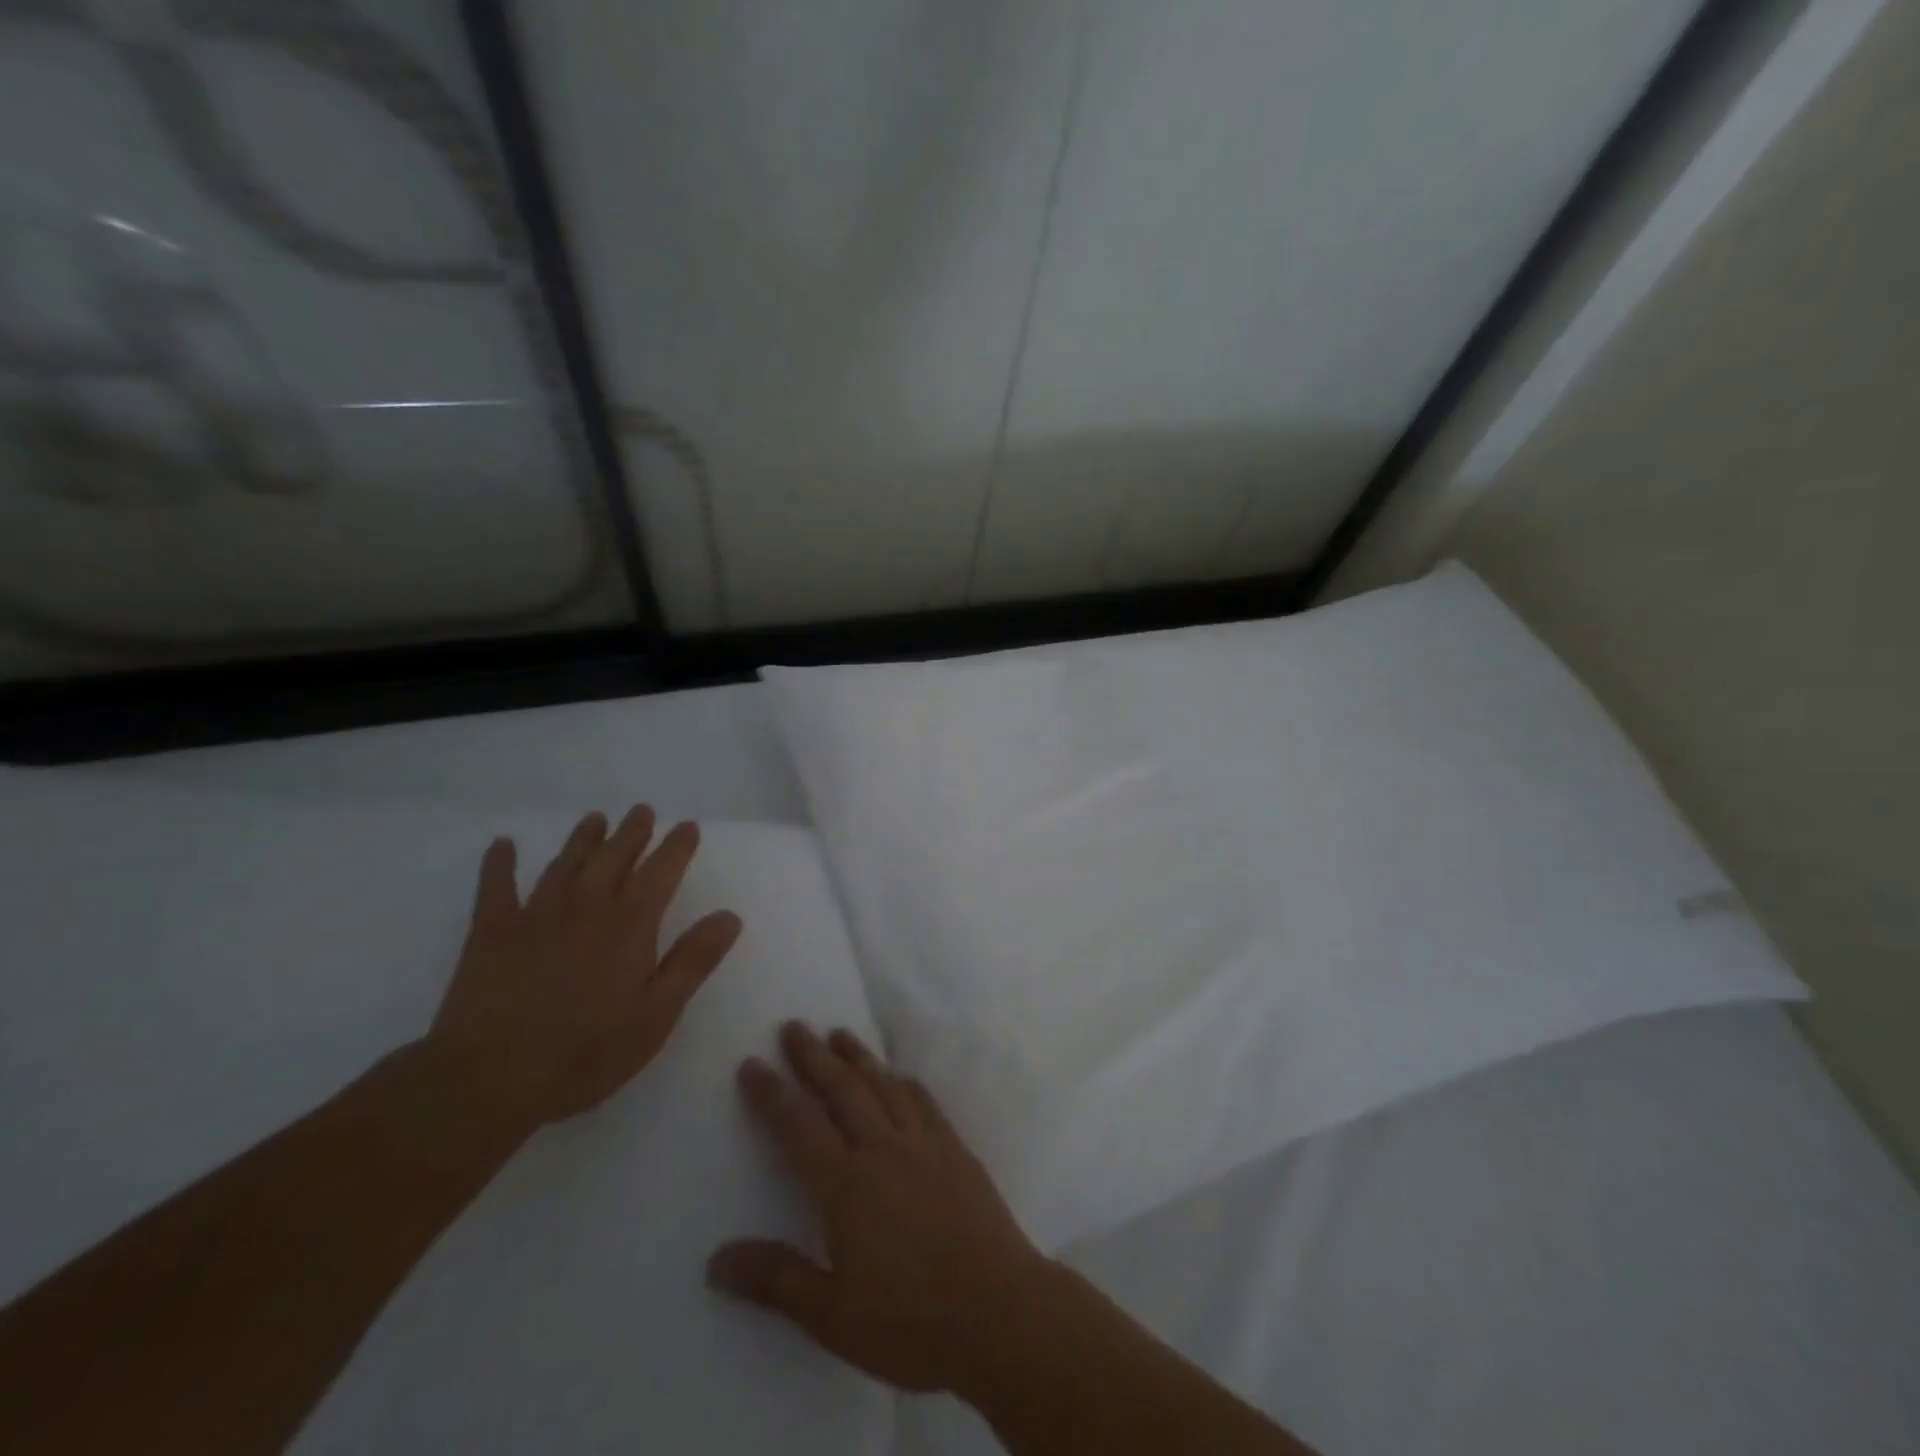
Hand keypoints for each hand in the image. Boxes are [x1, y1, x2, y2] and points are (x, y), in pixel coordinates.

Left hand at [425, 807, 741, 1138]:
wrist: (489, 1078)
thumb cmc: (586, 1052)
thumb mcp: (656, 1014)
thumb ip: (693, 961)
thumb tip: (729, 915)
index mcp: (629, 925)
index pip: (661, 873)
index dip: (676, 847)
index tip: (687, 826)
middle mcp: (586, 907)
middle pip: (614, 858)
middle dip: (632, 833)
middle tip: (642, 811)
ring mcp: (535, 915)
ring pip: (565, 864)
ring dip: (583, 839)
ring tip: (596, 818)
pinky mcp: (491, 933)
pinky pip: (495, 887)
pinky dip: (499, 864)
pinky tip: (502, 845)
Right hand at [706, 1022, 1056, 1394]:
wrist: (999, 1310)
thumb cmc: (911, 1321)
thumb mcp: (833, 1316)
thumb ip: (776, 1280)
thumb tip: (715, 1261)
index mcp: (847, 1185)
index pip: (798, 1125)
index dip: (771, 1093)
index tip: (751, 1063)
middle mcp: (882, 1148)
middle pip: (842, 1088)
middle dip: (813, 1056)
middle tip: (794, 1026)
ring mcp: (923, 1142)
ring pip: (883, 1084)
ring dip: (858, 1056)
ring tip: (839, 1033)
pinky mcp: (954, 1147)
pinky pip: (922, 1100)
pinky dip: (903, 1080)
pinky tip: (898, 1075)